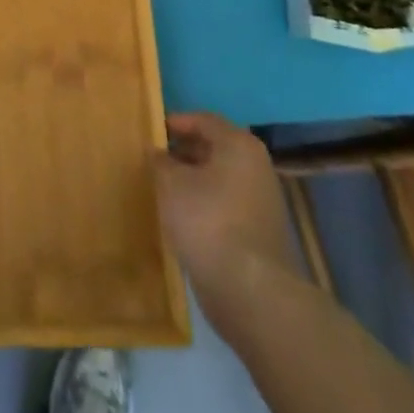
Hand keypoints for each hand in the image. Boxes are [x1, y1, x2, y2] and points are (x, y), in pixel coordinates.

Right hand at [155, 112, 298, 326]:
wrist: (251, 291)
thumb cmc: (208, 221)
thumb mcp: (171, 184)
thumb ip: (160, 161)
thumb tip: (158, 153)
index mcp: (239, 145)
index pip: (203, 120)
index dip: (175, 123)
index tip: (151, 132)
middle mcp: (256, 166)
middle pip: (214, 148)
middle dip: (183, 152)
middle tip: (155, 160)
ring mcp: (262, 201)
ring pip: (220, 179)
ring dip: (193, 180)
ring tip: (164, 189)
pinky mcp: (260, 232)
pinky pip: (226, 205)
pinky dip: (205, 204)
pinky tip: (183, 218)